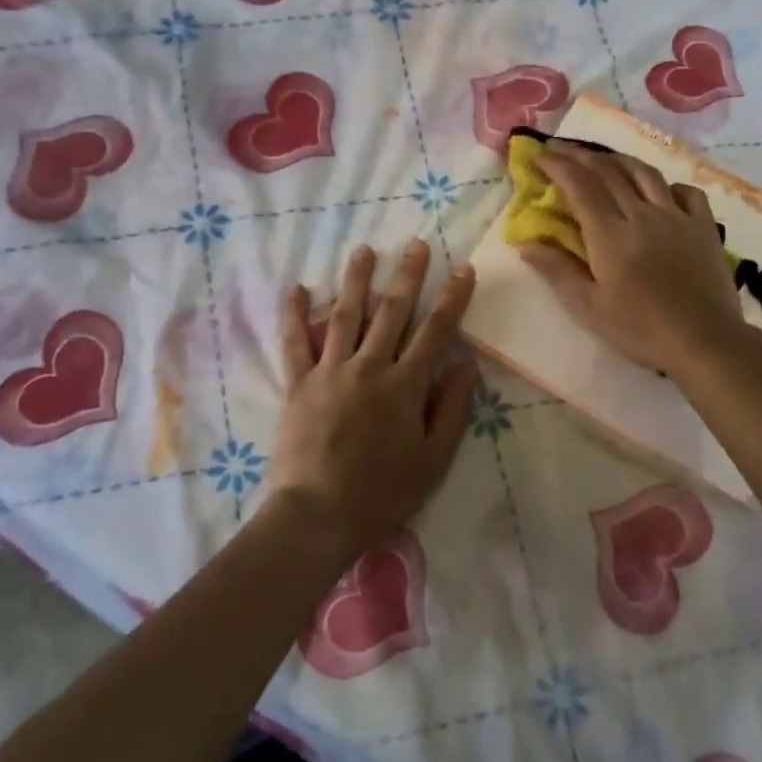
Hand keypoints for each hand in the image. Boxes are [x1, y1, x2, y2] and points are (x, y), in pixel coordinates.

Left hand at [267, 240, 479, 560]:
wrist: (317, 516)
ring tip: (364, 250)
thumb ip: (452, 408)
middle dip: (407, 276)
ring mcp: (329, 372)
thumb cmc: (382, 493)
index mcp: (405, 386)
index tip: (462, 269)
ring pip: (344, 316)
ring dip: (356, 280)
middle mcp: (368, 367)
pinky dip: (293, 314)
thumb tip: (468, 365)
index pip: (435, 331)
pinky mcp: (297, 385)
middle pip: (391, 312)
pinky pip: (293, 343)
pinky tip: (296, 288)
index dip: (452, 298)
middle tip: (415, 245)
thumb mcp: (433, 459)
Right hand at [519, 142, 757, 380]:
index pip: (580, 185)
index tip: (539, 155)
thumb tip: (526, 244)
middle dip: (580, 156)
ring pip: (644, 173)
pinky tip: (659, 192)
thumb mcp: (589, 307)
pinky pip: (685, 191)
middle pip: (609, 172)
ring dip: (618, 161)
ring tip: (603, 160)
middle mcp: (642, 214)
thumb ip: (557, 270)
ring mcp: (677, 217)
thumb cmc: (640, 329)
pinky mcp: (703, 226)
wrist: (704, 341)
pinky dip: (666, 184)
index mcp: (610, 234)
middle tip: (561, 150)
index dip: (557, 165)